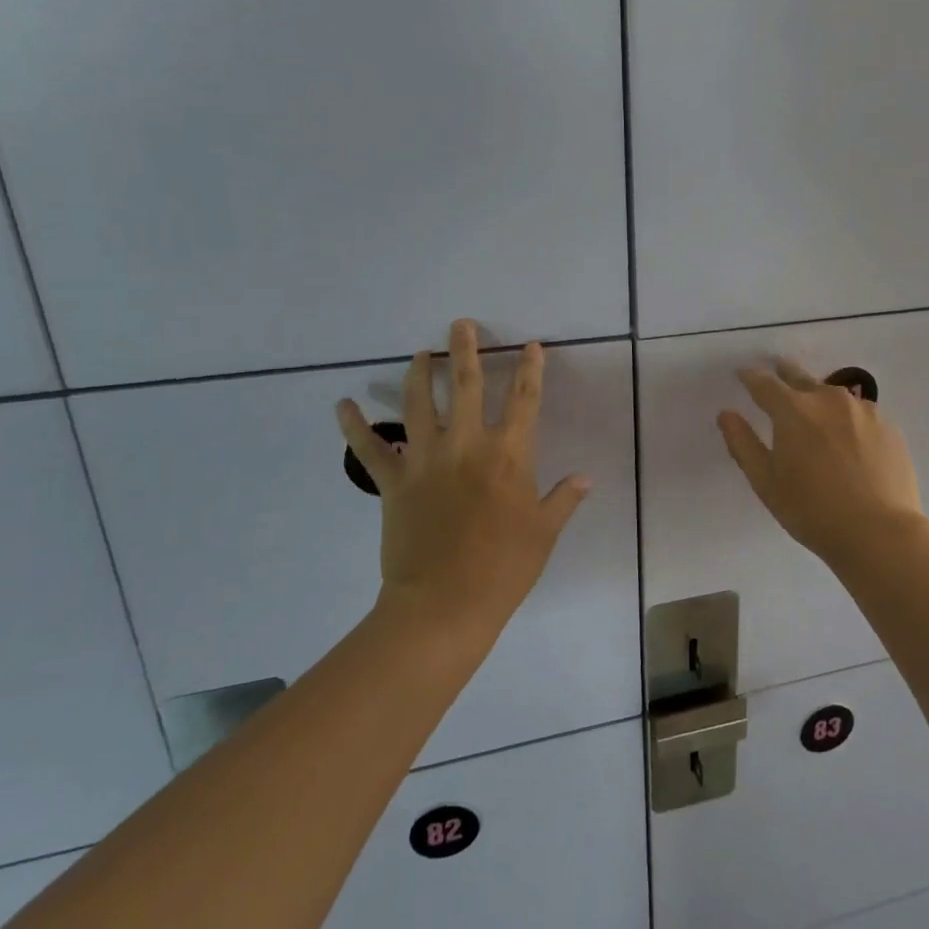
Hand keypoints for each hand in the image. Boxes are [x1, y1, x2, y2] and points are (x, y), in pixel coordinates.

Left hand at [337, 320, 590, 639]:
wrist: (445, 604)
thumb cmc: (504, 568)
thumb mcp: (544, 532)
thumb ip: (563, 499)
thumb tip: (585, 478)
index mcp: (508, 454)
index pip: (524, 400)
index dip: (529, 369)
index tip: (529, 345)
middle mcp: (466, 445)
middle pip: (466, 385)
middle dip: (466, 350)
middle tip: (461, 324)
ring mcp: (425, 460)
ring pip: (417, 404)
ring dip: (418, 373)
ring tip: (419, 353)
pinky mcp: (393, 482)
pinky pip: (369, 449)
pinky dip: (354, 426)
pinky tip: (343, 405)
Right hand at [718, 359, 924, 564]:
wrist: (880, 532)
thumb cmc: (812, 510)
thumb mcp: (766, 482)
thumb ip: (743, 444)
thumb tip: (726, 414)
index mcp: (793, 410)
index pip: (764, 383)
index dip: (751, 377)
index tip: (743, 374)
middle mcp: (828, 399)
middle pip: (800, 377)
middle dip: (784, 373)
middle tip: (777, 369)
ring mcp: (863, 410)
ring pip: (833, 394)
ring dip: (818, 396)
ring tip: (814, 408)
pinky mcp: (888, 426)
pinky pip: (859, 413)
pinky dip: (846, 417)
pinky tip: (849, 437)